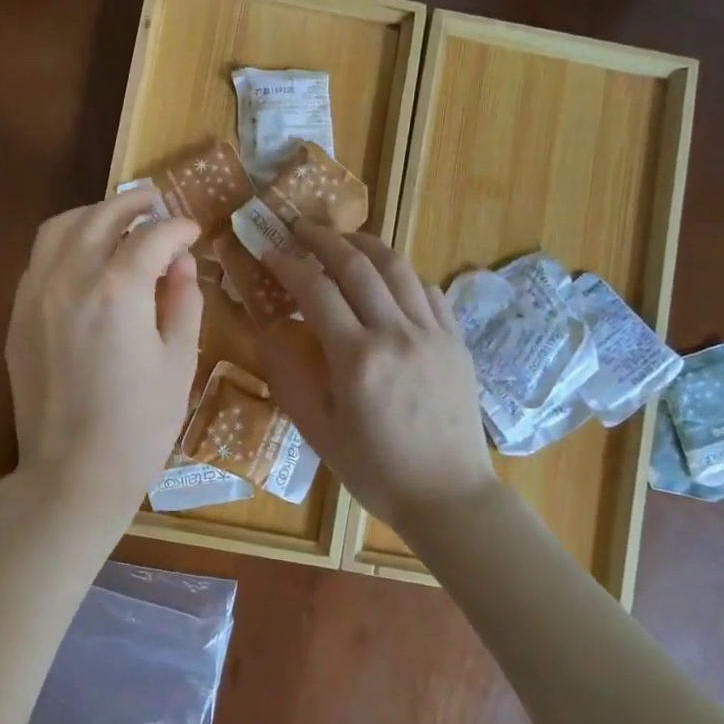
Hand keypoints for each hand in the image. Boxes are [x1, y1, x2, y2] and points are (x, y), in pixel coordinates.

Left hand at [5, 190, 203, 522]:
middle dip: (134, 204)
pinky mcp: (19, 316)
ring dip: (93, 214)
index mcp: (118, 290)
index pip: (152, 236)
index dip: (178, 228)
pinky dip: (66, 242)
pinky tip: (85, 255)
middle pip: (101, 217)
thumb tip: (181, 262)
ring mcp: (36, 295)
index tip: (193, 230)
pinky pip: (40, 259)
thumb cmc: (141, 424)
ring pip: (60, 228)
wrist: (74, 473)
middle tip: (157, 203)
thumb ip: (183, 300)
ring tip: (118, 218)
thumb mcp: (180, 362)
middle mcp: (70, 279)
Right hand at [256, 224, 496, 528]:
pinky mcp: (455, 341)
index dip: (288, 264)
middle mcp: (396, 334)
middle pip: (358, 266)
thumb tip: (271, 332)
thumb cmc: (376, 471)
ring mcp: (432, 333)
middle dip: (324, 239)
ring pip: (398, 268)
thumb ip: (291, 378)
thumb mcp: (320, 433)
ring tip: (344, 238)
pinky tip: (388, 276)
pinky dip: (402, 274)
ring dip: (366, 245)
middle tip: (301, 228)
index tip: (268, 249)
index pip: (316, 291)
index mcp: (357, 359)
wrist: (449, 495)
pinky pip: (428, 291)